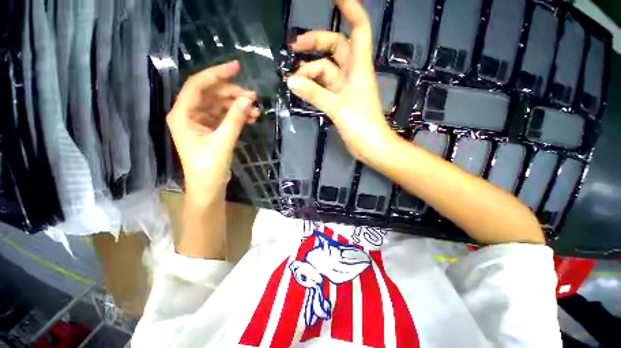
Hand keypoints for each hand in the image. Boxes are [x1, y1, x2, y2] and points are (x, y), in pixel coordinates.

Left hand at [167, 61, 258, 204]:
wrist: (208, 188)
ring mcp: (200, 122)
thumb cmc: (209, 167)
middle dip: (232, 93)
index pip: (198, 85)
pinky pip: (224, 117)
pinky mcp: (210, 130)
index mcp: (183, 114)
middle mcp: (189, 115)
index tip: (237, 67)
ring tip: (256, 110)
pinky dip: (237, 116)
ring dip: (237, 106)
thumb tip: (248, 100)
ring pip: (220, 106)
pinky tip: (251, 118)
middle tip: (254, 97)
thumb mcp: (223, 141)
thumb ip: (235, 119)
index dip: (217, 74)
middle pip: (211, 94)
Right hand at [287, 0, 396, 163]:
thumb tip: (291, 81)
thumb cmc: (361, 126)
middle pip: (334, 48)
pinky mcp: (339, 101)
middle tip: (293, 47)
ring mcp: (345, 88)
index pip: (358, 30)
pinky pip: (323, 87)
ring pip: (325, 70)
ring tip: (292, 80)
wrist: (371, 147)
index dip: (350, 10)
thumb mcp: (337, 108)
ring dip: (309, 72)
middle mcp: (352, 74)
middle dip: (315, 44)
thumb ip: (315, 94)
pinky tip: (300, 89)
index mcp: (359, 68)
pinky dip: (312, 87)